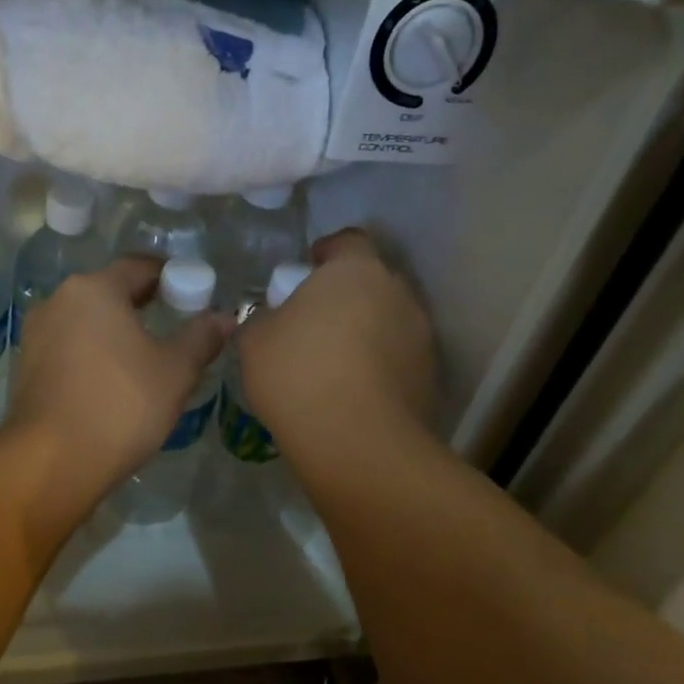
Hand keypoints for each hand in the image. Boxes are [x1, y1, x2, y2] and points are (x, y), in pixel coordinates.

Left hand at [5, 258, 232, 502]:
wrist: (52, 461)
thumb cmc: (121, 405)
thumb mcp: (176, 371)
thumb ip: (202, 337)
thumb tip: (225, 316)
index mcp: (95, 289)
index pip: (140, 267)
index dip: (171, 277)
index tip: (194, 296)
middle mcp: (59, 299)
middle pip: (110, 290)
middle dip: (143, 303)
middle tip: (176, 325)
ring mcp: (36, 332)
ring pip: (87, 319)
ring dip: (115, 329)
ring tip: (145, 356)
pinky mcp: (26, 365)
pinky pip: (69, 345)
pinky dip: (92, 352)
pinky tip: (111, 379)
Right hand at [236, 229, 434, 461]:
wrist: (358, 442)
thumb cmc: (299, 373)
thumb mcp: (254, 340)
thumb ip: (260, 317)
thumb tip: (268, 317)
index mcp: (356, 271)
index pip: (348, 240)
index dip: (327, 251)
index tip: (306, 270)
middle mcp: (397, 293)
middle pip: (370, 281)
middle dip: (345, 294)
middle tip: (313, 321)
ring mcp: (420, 336)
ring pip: (387, 320)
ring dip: (364, 331)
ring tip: (333, 362)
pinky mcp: (429, 376)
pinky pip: (397, 357)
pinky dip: (378, 365)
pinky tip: (351, 391)